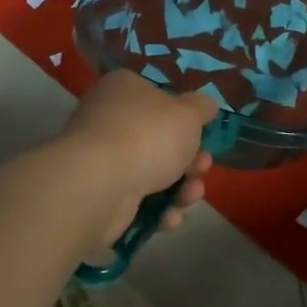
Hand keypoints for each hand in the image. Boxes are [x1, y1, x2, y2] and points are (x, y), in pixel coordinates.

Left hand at [59, 70, 217, 245]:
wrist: (101, 185)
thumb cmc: (148, 136)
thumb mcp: (188, 113)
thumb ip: (201, 108)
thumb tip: (206, 105)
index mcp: (124, 90)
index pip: (158, 98)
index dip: (185, 118)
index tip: (203, 135)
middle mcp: (109, 121)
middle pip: (160, 142)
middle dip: (190, 160)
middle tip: (201, 167)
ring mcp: (102, 162)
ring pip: (153, 175)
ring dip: (181, 189)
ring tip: (190, 196)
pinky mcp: (100, 197)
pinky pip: (138, 202)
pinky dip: (158, 211)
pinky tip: (170, 216)